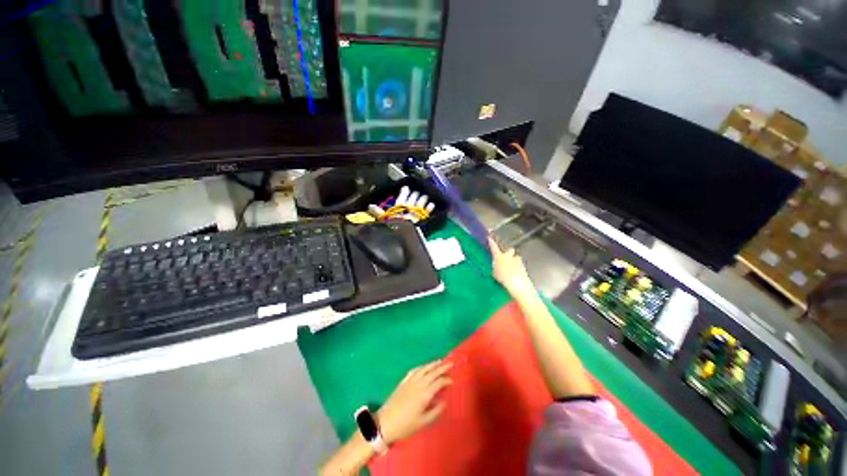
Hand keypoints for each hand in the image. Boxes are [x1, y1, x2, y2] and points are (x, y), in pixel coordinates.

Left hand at [377, 360, 452, 444]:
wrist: (385, 423)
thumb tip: (444, 401)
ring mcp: (410, 381)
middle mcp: (418, 384)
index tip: (452, 380)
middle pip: (432, 372)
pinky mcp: (403, 381)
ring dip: (432, 364)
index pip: (438, 382)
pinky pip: (414, 370)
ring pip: (423, 369)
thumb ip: (435, 411)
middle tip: (450, 363)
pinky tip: (424, 366)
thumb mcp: (423, 422)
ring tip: (440, 361)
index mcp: (424, 394)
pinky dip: (421, 367)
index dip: (446, 380)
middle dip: (442, 367)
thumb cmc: (405, 425)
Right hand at [488, 236, 534, 298]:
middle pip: (510, 250)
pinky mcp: (524, 267)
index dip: (491, 242)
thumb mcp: (494, 273)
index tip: (489, 237)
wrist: (518, 283)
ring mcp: (517, 261)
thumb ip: (495, 269)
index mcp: (499, 257)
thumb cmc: (503, 278)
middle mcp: (509, 256)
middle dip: (508, 252)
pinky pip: (520, 265)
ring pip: (516, 257)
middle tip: (506, 256)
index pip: (494, 247)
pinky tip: (516, 274)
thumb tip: (495, 268)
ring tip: (511, 267)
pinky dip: (518, 268)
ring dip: (514, 260)